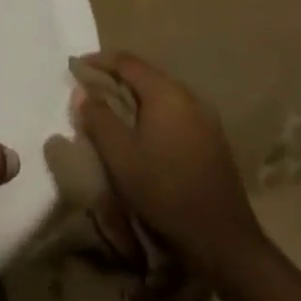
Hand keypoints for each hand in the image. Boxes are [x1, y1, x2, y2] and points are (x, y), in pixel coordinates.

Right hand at [73, 51, 260, 264]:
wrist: (223, 239)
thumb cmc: (165, 191)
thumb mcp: (121, 156)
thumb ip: (98, 118)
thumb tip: (83, 92)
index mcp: (165, 92)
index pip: (126, 61)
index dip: (99, 61)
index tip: (77, 69)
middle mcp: (188, 95)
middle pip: (145, 75)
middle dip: (116, 79)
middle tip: (93, 92)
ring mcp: (204, 117)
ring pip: (161, 95)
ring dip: (136, 98)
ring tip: (115, 113)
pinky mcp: (212, 138)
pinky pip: (175, 113)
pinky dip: (154, 114)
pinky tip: (145, 135)